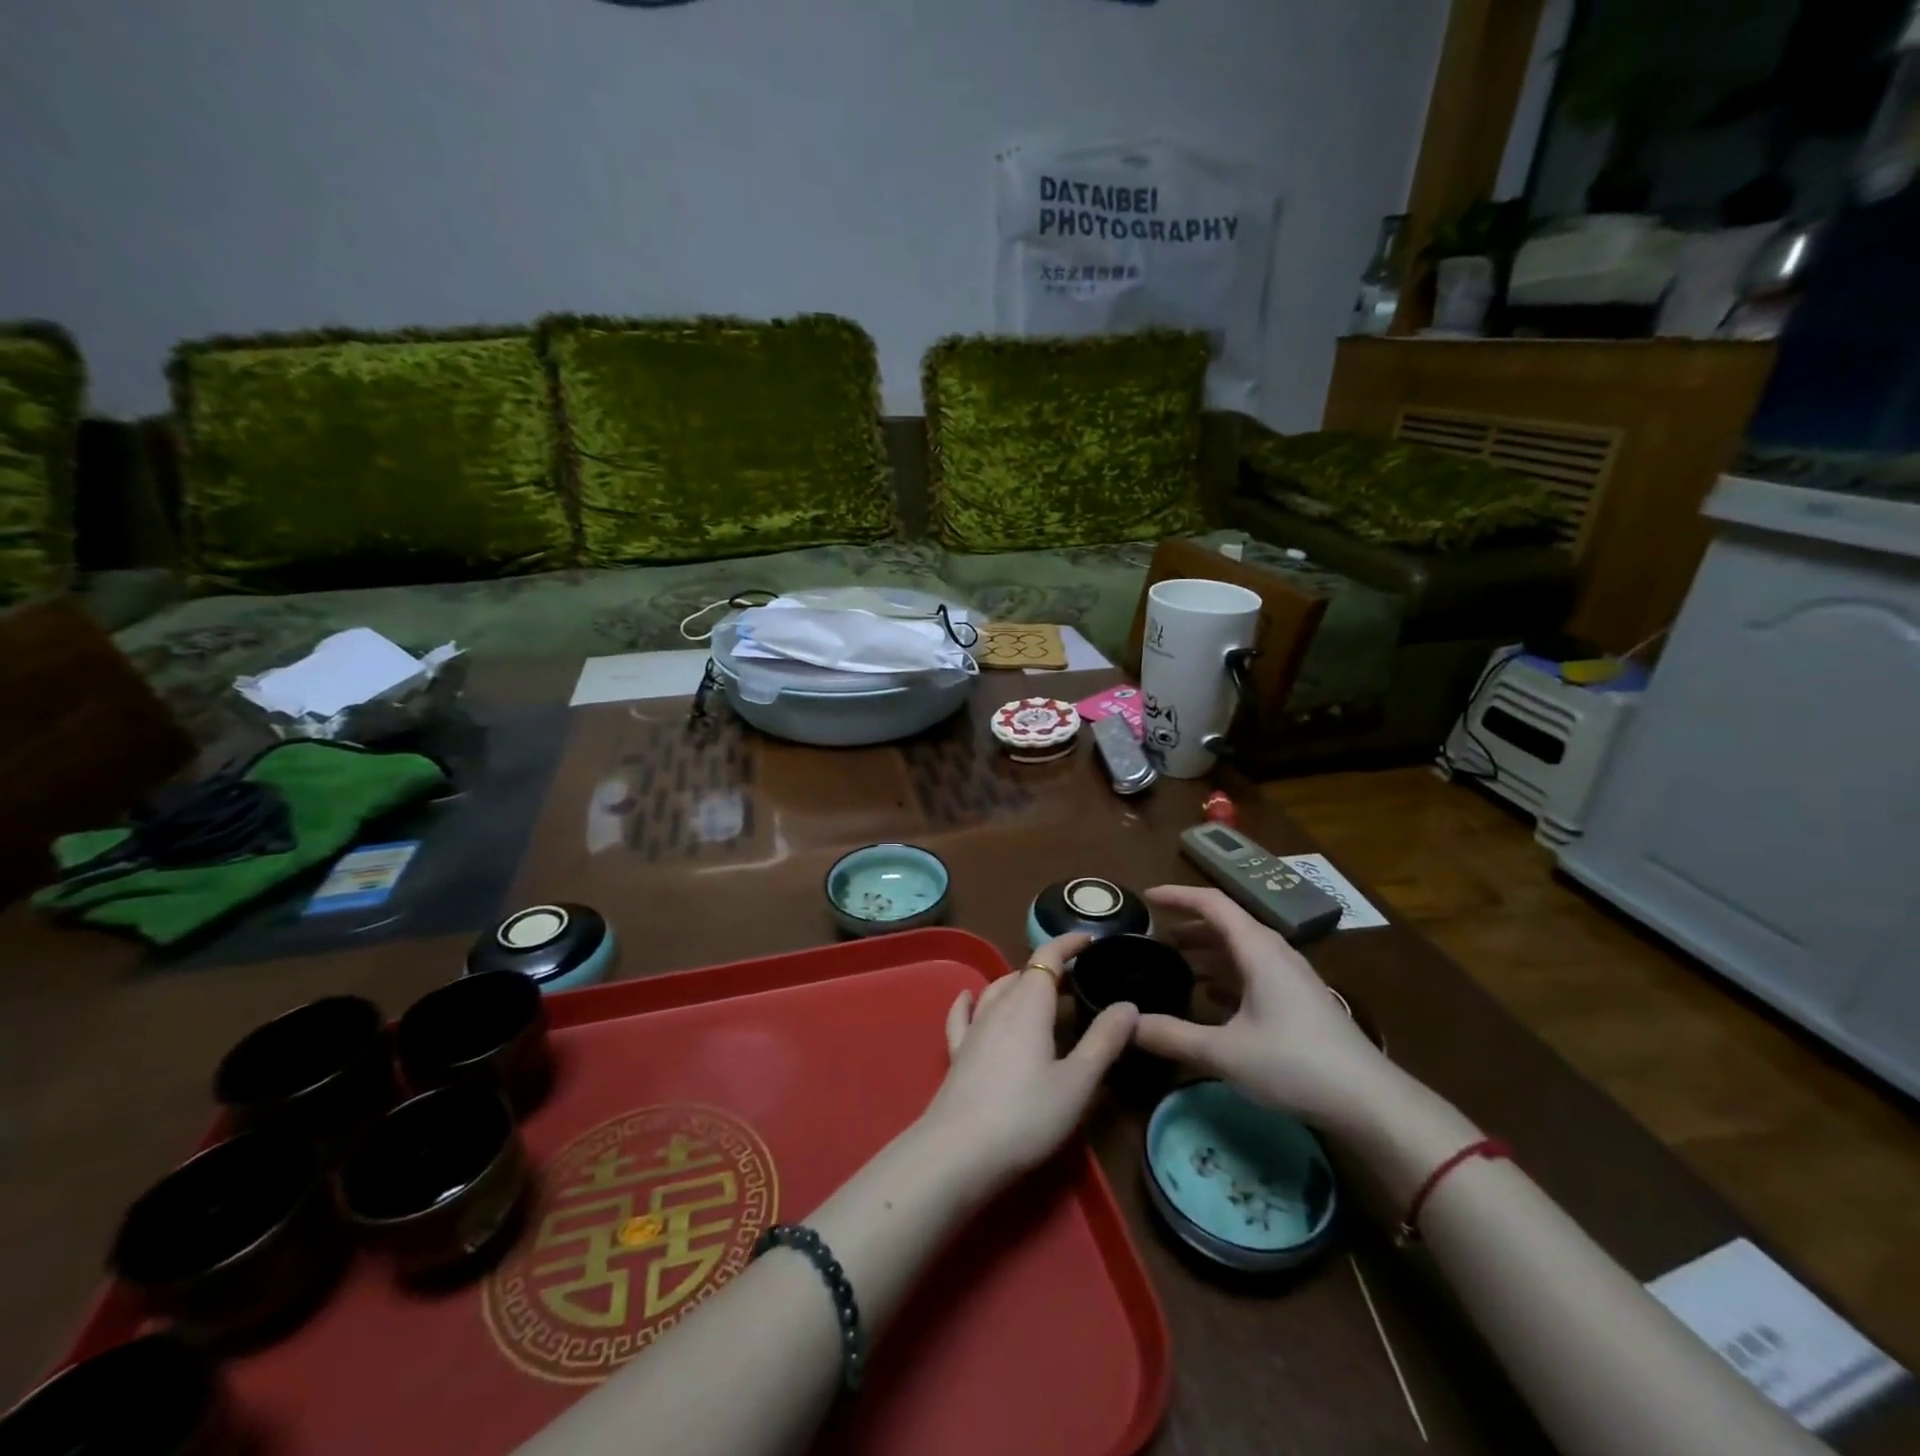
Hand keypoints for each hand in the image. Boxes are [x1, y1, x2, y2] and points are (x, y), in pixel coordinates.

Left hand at [918, 933, 1137, 1195]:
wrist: (959, 1152)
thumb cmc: (1027, 1115)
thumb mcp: (1077, 1082)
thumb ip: (1103, 1041)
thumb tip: (1128, 1004)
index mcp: (1029, 1004)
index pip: (1048, 958)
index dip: (1069, 944)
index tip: (1091, 940)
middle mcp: (998, 1006)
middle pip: (1025, 974)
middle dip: (1051, 969)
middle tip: (1079, 979)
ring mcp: (973, 1029)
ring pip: (997, 990)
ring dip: (1020, 983)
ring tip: (1041, 992)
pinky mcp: (957, 1053)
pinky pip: (962, 1015)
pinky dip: (970, 1001)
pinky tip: (967, 997)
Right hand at [1134, 885, 1392, 1128]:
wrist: (1370, 1102)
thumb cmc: (1294, 1064)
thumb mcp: (1224, 1052)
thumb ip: (1171, 1035)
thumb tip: (1125, 1023)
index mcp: (1257, 949)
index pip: (1211, 903)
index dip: (1177, 895)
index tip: (1146, 896)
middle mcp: (1274, 953)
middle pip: (1226, 924)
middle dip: (1187, 925)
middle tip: (1153, 937)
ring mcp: (1291, 977)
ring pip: (1240, 950)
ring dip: (1206, 951)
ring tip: (1174, 963)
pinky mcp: (1299, 1001)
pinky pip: (1253, 972)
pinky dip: (1225, 975)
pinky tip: (1209, 998)